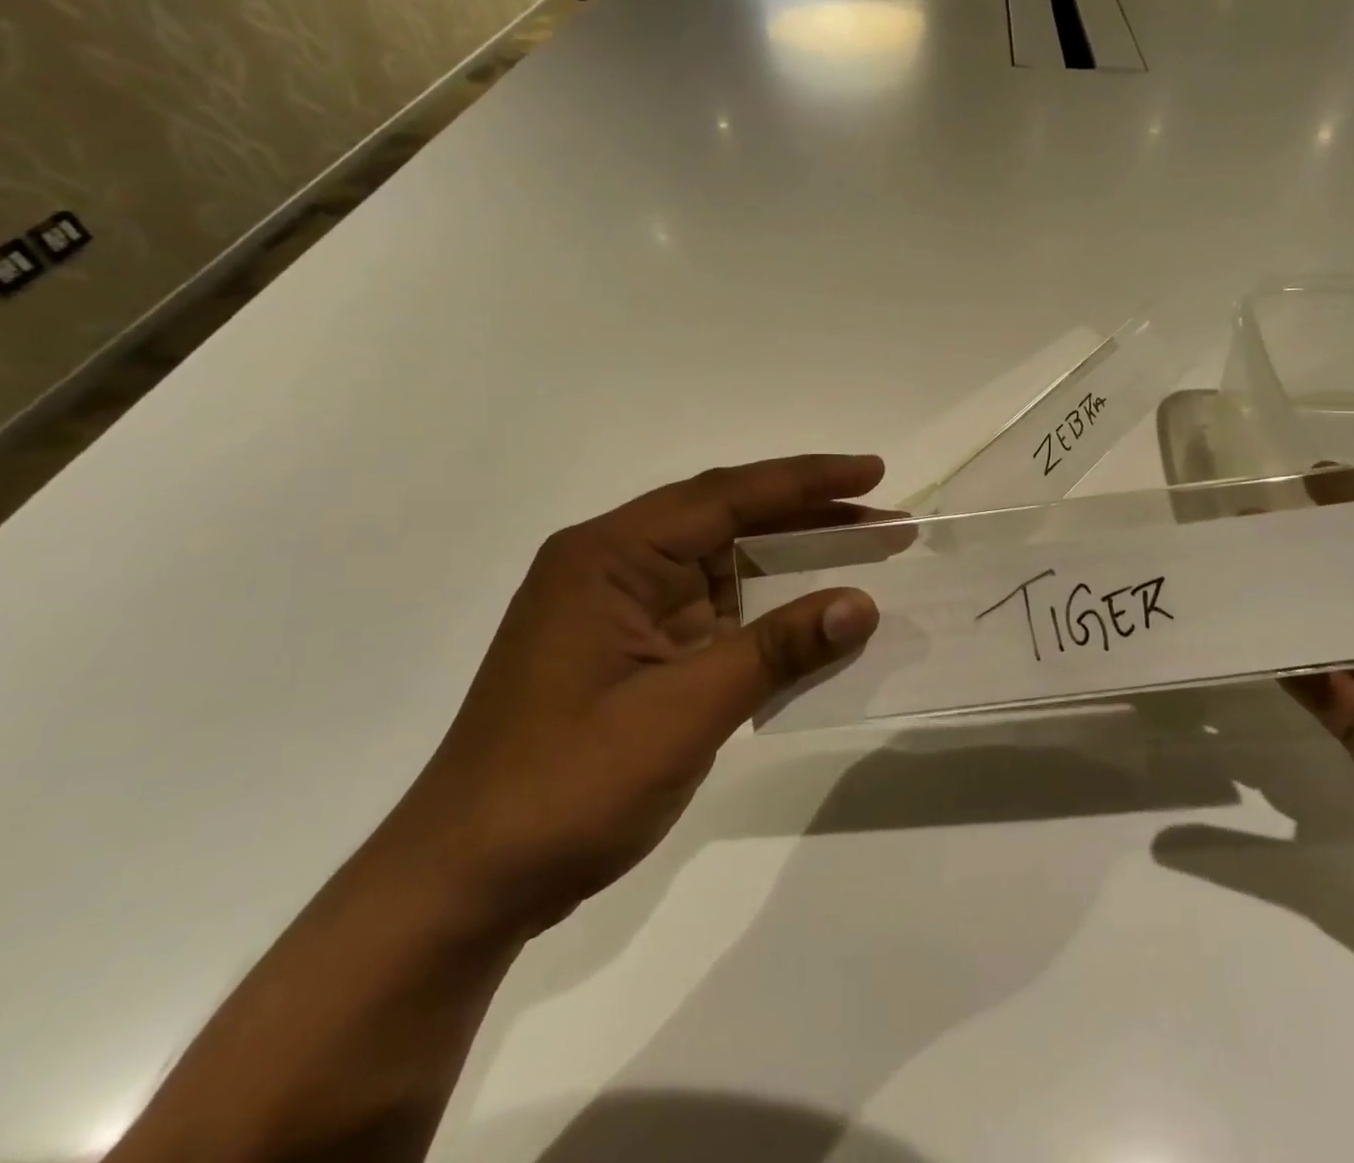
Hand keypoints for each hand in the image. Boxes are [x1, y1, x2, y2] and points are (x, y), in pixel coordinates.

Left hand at [372, 455, 886, 942]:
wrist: (468, 882)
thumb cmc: (566, 786)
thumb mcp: (683, 714)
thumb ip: (776, 651)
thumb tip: (861, 603)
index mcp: (610, 556)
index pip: (725, 496)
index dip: (807, 480)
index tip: (873, 472)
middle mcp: (615, 566)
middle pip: (728, 521)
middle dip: (809, 518)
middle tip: (885, 520)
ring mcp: (624, 609)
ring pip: (725, 567)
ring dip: (791, 565)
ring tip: (864, 559)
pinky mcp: (635, 650)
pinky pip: (715, 613)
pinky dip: (766, 615)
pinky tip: (812, 623)